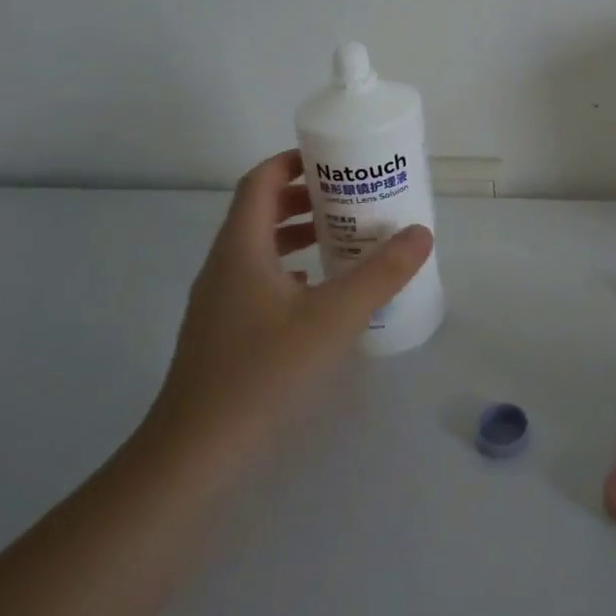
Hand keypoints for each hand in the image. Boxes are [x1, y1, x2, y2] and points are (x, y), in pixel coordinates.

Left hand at [145, 149, 432, 461]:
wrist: (194, 456)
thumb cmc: (263, 374)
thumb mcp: (333, 318)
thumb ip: (380, 273)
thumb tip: (420, 232)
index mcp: (241, 248)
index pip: (260, 181)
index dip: (293, 161)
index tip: (335, 158)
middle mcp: (224, 266)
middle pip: (261, 212)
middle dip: (306, 198)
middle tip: (353, 198)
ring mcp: (219, 302)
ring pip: (261, 249)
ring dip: (300, 235)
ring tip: (345, 239)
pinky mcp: (224, 333)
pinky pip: (260, 282)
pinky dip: (292, 272)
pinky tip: (322, 294)